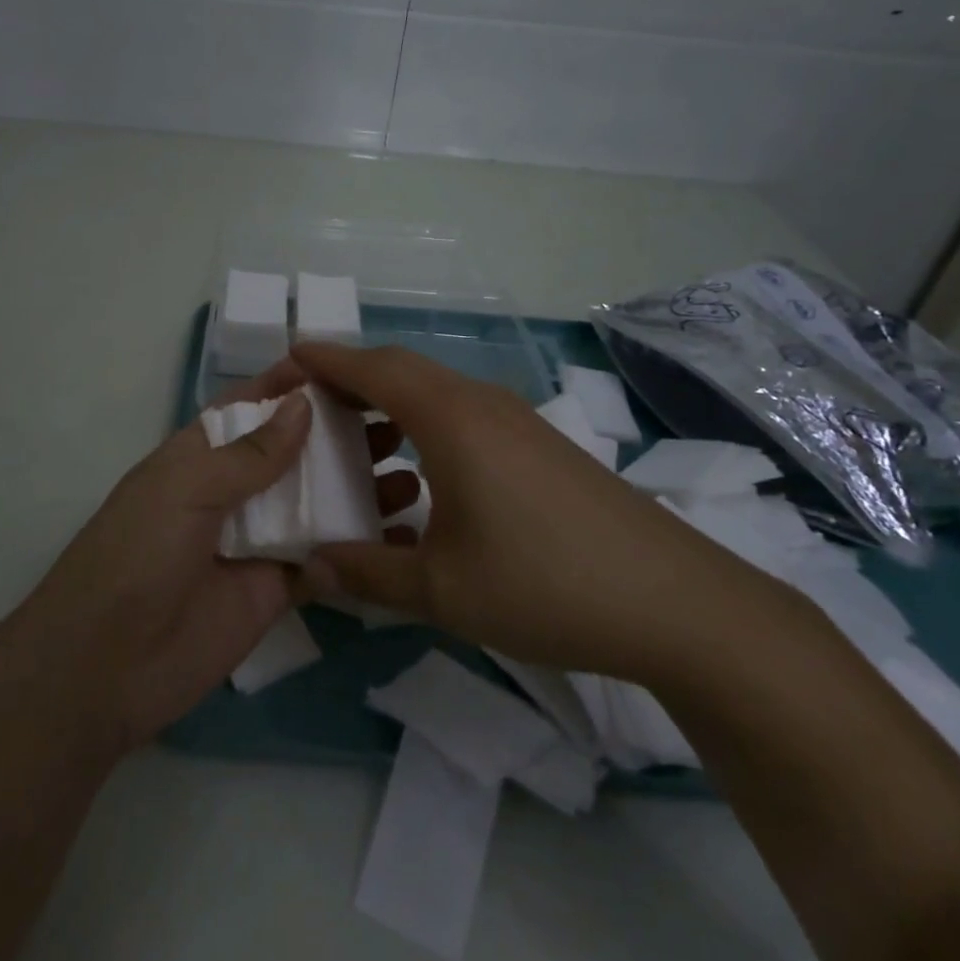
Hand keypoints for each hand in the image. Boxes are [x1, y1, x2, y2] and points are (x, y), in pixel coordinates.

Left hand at [6, 361, 407, 754]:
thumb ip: (249, 453)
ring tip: (412, 476)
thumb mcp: (186, 488)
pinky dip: (356, 549)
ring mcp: (256, 540)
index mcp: (204, 453)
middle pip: (296, 452)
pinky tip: (401, 537)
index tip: (351, 369)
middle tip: (401, 424)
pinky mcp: (275, 590)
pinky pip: (323, 562)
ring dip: (359, 489)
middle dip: (341, 436)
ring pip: (317, 504)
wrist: (105, 668)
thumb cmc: (137, 555)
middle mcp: (234, 489)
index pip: (255, 406)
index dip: (295, 386)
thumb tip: (304, 404)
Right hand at [294, 341, 786, 682]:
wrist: (674, 601)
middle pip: (400, 368)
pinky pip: (462, 412)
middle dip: (349, 379)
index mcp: (449, 418)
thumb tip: (312, 569)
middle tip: (309, 408)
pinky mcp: (537, 442)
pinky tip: (421, 477)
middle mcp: (479, 402)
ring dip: (389, 404)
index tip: (285, 362)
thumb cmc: (545, 584)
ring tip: (359, 446)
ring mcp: (514, 418)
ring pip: (434, 390)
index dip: (324, 359)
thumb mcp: (442, 590)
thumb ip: (368, 575)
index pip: (371, 367)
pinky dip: (423, 424)